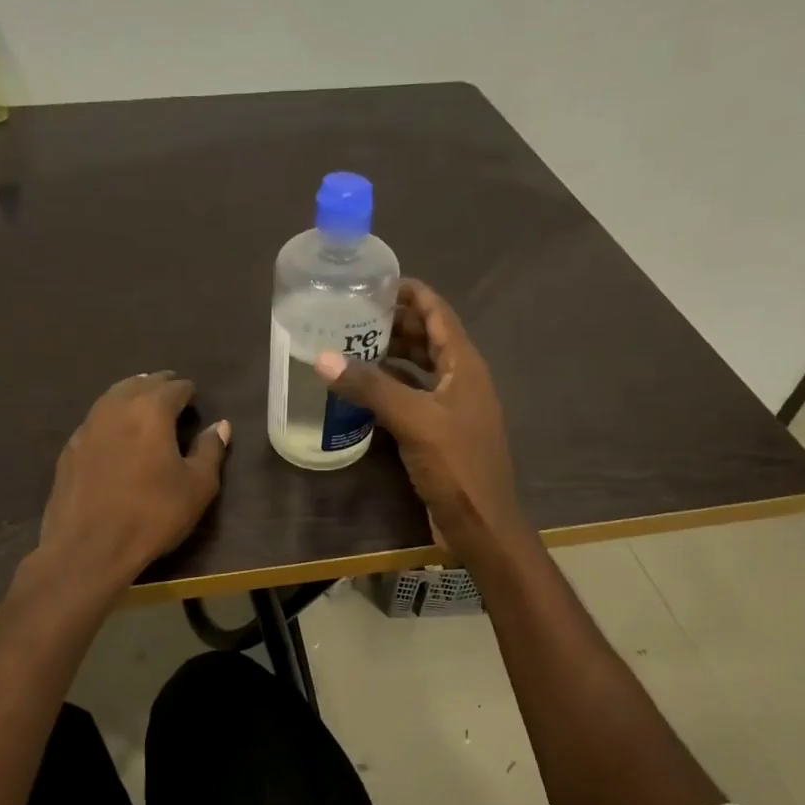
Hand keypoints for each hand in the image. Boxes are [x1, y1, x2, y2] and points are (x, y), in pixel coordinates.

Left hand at [36, 371, 230, 590]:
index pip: (174, 388)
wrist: (87, 548)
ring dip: (131, 394)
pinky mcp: (69, 449)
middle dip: (159, 385)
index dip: (188, 391)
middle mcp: (116, 408)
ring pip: (113, 396)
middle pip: (140, 384)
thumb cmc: (152, 516)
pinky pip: (95, 419)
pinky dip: (111, 416)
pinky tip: (115, 431)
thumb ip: (210, 451)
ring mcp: (87, 426)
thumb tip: (220, 426)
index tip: (195, 397)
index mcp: (151, 411)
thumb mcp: (197, 487)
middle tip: (172, 391)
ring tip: (143, 402)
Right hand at [315, 279, 523, 553]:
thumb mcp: (413, 420)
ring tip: (352, 345)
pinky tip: (364, 391)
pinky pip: (414, 396)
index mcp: (464, 365)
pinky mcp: (441, 432)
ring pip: (421, 368)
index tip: (374, 281)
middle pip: (429, 337)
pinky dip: (392, 387)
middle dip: (394, 322)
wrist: (481, 523)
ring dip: (392, 354)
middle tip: (351, 314)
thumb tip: (323, 358)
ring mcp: (453, 407)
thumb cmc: (456, 466)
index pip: (438, 313)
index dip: (411, 293)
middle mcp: (461, 379)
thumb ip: (371, 387)